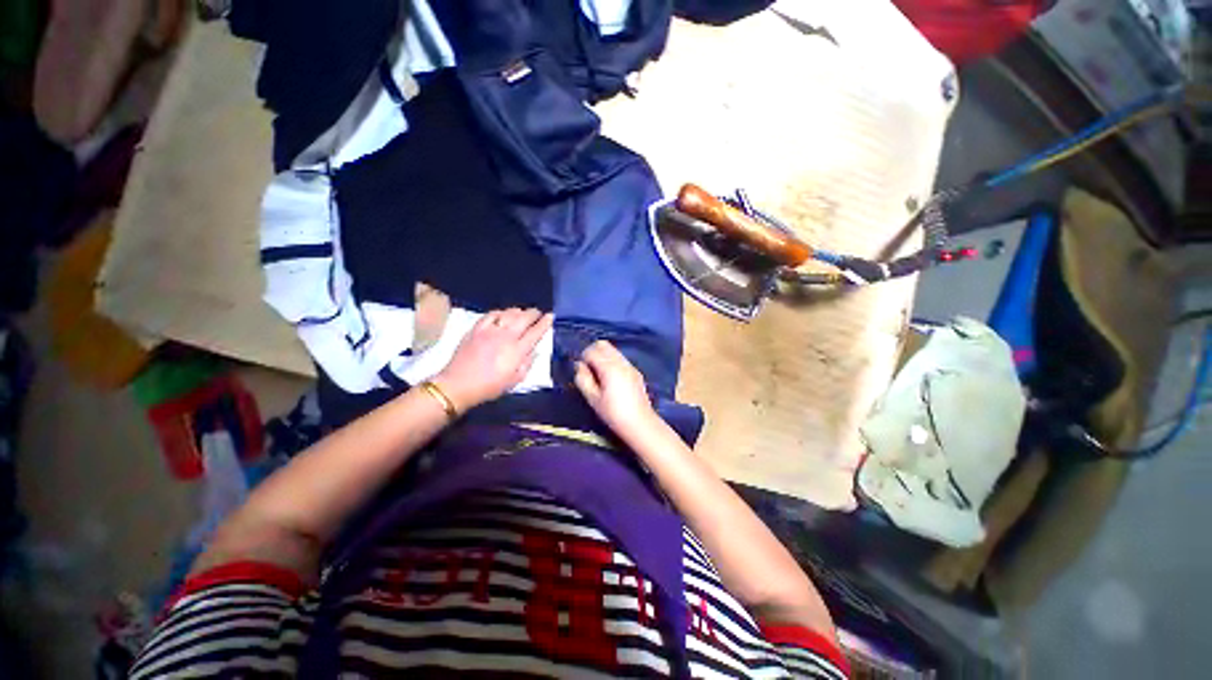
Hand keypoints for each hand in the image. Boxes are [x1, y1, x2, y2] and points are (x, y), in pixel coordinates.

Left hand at [434, 308, 552, 411]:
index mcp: (517, 350)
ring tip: (522, 312)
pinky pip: (491, 314)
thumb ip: (527, 364)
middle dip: (534, 313)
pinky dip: (500, 312)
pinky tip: (502, 314)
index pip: (536, 332)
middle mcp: (506, 336)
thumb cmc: (489, 387)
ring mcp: (490, 330)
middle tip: (538, 313)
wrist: (458, 385)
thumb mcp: (514, 381)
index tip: (551, 316)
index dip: (545, 322)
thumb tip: (534, 350)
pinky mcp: (476, 329)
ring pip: (508, 313)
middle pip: (524, 318)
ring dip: (518, 311)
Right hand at [574, 340, 658, 434]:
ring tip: (600, 376)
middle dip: (592, 352)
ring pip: (612, 350)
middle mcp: (620, 362)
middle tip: (589, 370)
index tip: (582, 373)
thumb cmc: (613, 413)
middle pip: (603, 344)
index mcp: (609, 367)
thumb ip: (583, 379)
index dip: (583, 359)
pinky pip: (620, 358)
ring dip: (603, 356)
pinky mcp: (635, 371)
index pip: (591, 351)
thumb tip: (579, 366)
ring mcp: (630, 365)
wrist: (640, 423)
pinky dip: (612, 362)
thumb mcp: (592, 398)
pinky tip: (611, 380)